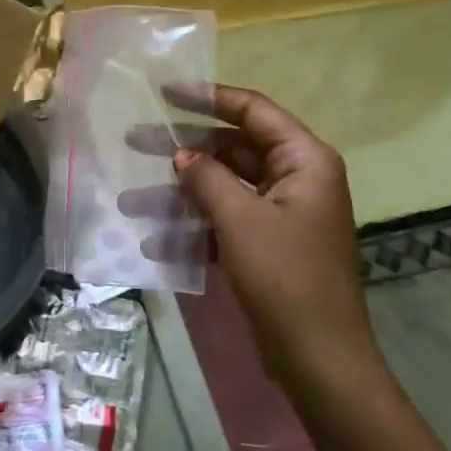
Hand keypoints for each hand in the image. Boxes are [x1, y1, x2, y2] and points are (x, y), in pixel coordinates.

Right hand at [131, 84, 385, 392]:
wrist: (318, 358)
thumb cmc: (285, 277)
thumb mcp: (240, 220)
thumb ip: (207, 178)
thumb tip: (181, 154)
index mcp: (304, 160)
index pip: (253, 111)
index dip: (208, 97)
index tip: (164, 93)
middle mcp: (296, 178)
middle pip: (233, 148)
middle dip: (184, 149)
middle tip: (135, 142)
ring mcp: (282, 214)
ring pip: (224, 187)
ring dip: (181, 193)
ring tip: (131, 200)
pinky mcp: (268, 245)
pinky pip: (226, 220)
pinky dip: (195, 225)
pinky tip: (155, 240)